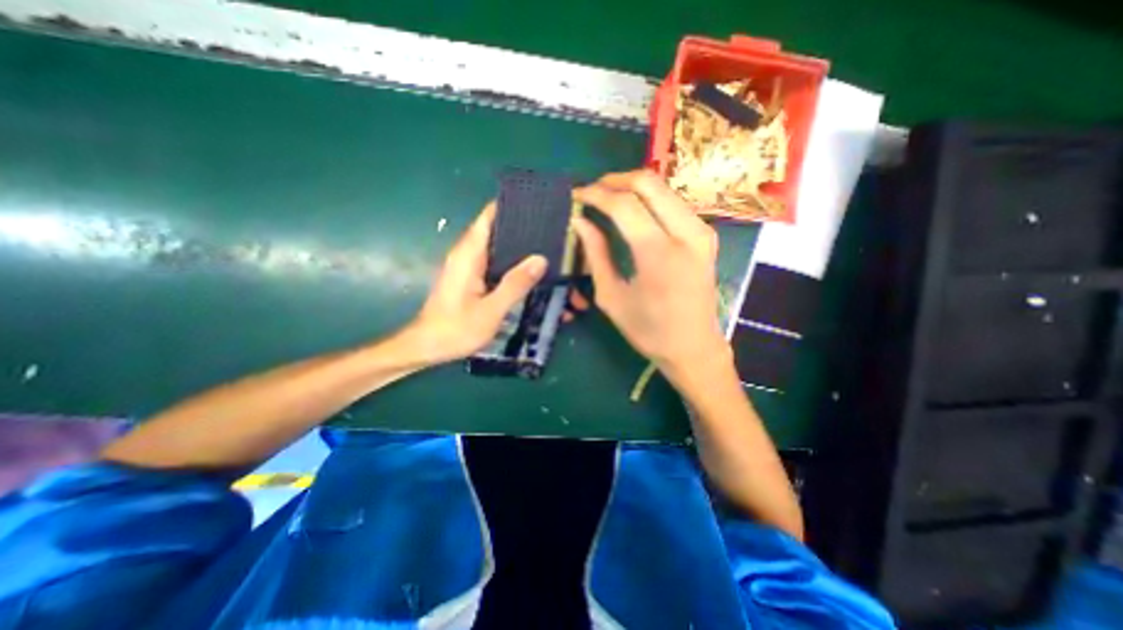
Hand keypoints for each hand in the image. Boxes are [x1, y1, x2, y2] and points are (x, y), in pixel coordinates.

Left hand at [410, 205, 547, 364]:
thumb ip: (515, 284)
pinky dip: (512, 263)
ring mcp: (469, 267)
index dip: (511, 207)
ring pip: (498, 247)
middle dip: (523, 228)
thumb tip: (541, 258)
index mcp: (469, 254)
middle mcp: (468, 254)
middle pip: (497, 230)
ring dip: (519, 247)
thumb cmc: (455, 329)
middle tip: (554, 231)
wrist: (426, 347)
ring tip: (549, 249)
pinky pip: (495, 263)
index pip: (489, 216)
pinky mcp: (471, 279)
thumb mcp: (491, 310)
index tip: (538, 206)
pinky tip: (532, 273)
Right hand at [574, 169, 733, 375]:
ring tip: (608, 198)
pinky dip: (650, 199)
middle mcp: (686, 233)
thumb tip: (580, 222)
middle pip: (649, 182)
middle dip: (615, 180)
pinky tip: (634, 210)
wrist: (694, 347)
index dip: (596, 194)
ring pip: (664, 188)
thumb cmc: (648, 330)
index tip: (577, 195)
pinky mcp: (706, 235)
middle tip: (593, 190)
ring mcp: (701, 231)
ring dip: (633, 187)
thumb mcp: (612, 297)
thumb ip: (596, 254)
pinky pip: (674, 203)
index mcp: (659, 253)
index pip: (624, 204)